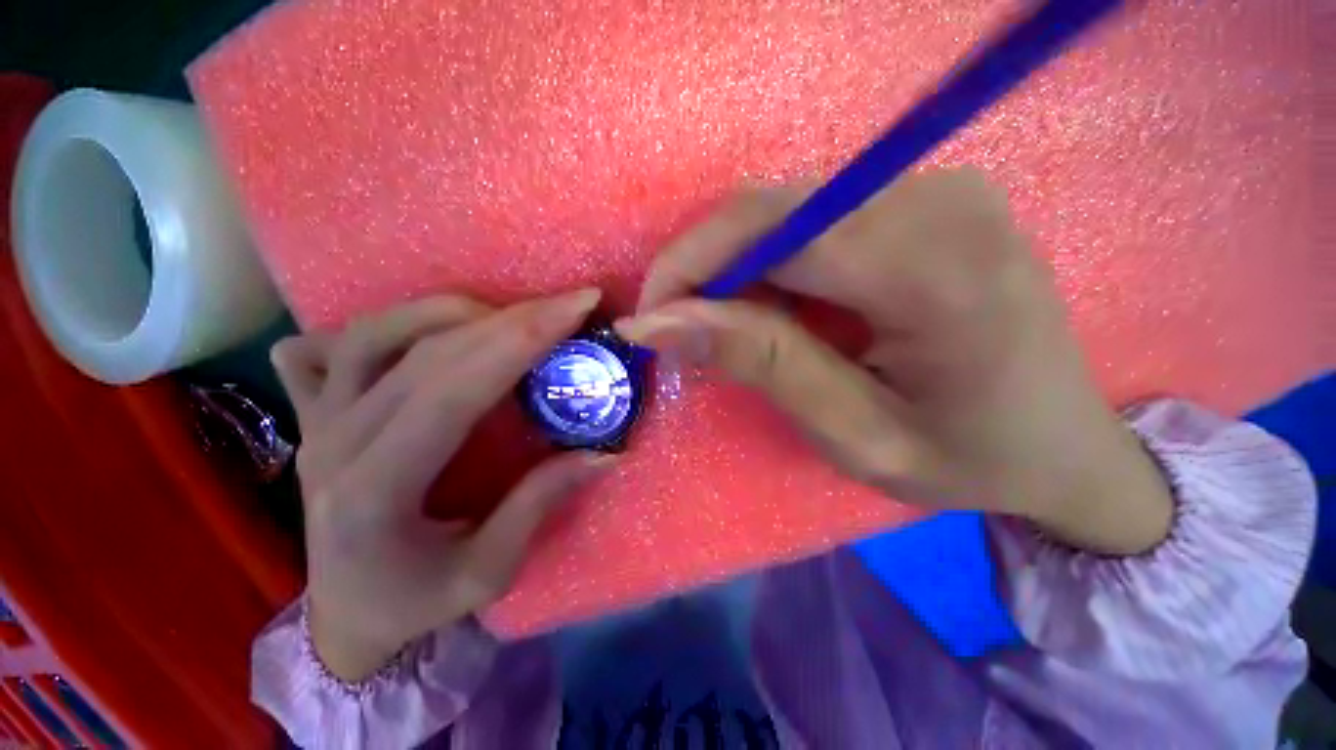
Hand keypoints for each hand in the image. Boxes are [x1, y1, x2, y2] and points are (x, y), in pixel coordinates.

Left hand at [271, 289, 610, 680]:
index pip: (454, 391)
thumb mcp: (487, 572)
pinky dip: (383, 324)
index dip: (521, 341)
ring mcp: (314, 423)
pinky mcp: (309, 415)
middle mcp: (335, 444)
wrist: (343, 616)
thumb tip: (604, 452)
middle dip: (511, 318)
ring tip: (511, 314)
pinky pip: (325, 347)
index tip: (577, 310)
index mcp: (375, 493)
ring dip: (451, 311)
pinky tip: (425, 330)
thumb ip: (540, 503)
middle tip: (567, 303)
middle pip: (426, 354)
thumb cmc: (414, 603)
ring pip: (372, 334)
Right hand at [618, 170, 1171, 554]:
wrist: (1066, 444)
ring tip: (732, 332)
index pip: (771, 231)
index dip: (689, 265)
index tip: (650, 321)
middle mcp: (939, 200)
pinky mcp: (926, 200)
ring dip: (737, 271)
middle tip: (684, 333)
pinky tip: (778, 311)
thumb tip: (659, 323)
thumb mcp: (853, 433)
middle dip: (706, 270)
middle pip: (773, 211)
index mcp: (935, 270)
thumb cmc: (967, 458)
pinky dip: (773, 264)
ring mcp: (938, 189)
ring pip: (786, 212)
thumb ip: (759, 363)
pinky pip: (814, 218)